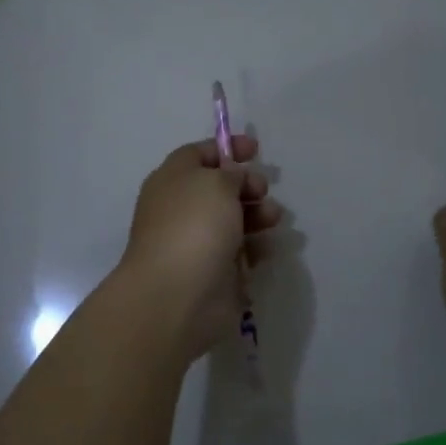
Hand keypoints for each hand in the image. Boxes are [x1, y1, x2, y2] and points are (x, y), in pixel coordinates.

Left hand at [119, 135, 282, 359]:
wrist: (179, 296)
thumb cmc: (193, 227)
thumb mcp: (215, 182)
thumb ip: (231, 173)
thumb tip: (234, 179)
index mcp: (173, 181)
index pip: (199, 155)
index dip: (227, 149)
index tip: (256, 150)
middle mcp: (183, 209)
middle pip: (221, 188)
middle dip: (248, 185)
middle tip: (263, 191)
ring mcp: (199, 243)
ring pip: (235, 220)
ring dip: (259, 215)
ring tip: (272, 219)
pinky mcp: (216, 272)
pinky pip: (241, 252)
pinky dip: (257, 247)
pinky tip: (266, 248)